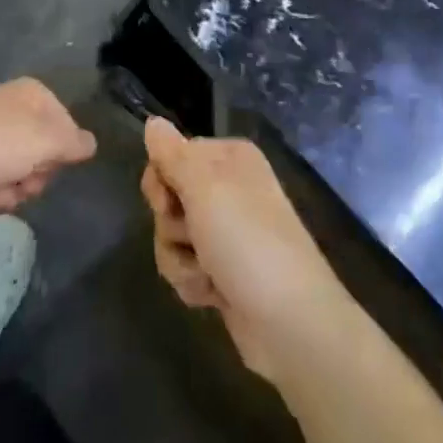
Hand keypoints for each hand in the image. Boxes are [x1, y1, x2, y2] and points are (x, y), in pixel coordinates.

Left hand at [0, 78, 97, 216]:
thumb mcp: (42, 142)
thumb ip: (72, 144)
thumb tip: (91, 144)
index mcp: (32, 95)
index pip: (67, 129)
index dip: (60, 156)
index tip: (45, 170)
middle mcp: (9, 107)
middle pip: (39, 153)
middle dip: (29, 179)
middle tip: (15, 186)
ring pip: (11, 173)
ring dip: (4, 193)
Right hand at [141, 117, 357, 383]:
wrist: (290, 321)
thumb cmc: (247, 241)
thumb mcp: (205, 188)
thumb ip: (172, 154)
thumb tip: (152, 121)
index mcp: (229, 158)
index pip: (171, 155)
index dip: (161, 181)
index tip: (167, 202)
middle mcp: (229, 188)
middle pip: (169, 198)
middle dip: (171, 226)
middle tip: (194, 237)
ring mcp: (227, 232)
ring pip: (172, 237)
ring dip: (181, 260)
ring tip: (208, 274)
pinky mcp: (223, 271)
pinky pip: (186, 267)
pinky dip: (194, 282)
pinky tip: (214, 295)